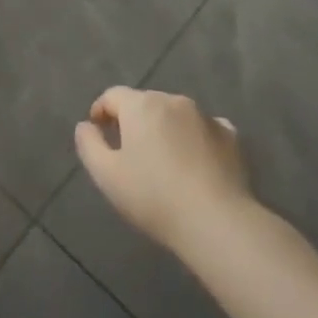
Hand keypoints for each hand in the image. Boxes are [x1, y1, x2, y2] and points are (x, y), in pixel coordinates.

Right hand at [74, 87, 254, 252]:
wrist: (217, 222)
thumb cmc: (154, 196)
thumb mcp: (106, 175)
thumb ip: (88, 144)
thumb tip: (86, 125)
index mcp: (141, 105)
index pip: (113, 95)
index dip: (101, 110)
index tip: (98, 131)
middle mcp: (173, 101)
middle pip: (145, 103)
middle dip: (134, 121)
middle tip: (129, 152)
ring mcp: (205, 116)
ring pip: (175, 115)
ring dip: (165, 129)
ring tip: (163, 161)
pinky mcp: (231, 137)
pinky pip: (204, 129)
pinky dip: (195, 139)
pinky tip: (195, 163)